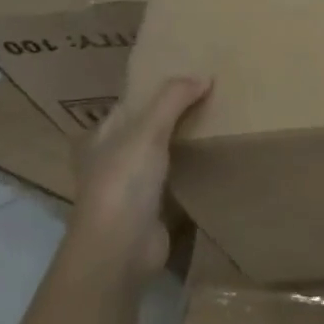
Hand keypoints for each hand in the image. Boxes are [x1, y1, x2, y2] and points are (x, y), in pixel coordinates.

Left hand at [71, 75, 209, 278]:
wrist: (120, 249)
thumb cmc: (124, 182)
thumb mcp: (147, 130)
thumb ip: (173, 100)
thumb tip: (204, 76)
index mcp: (102, 136)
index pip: (131, 103)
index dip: (157, 89)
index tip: (191, 75)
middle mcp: (113, 159)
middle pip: (149, 128)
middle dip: (176, 114)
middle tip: (214, 96)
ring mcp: (132, 186)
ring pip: (164, 154)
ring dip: (186, 143)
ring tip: (221, 122)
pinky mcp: (153, 209)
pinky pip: (177, 180)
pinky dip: (193, 170)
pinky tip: (216, 160)